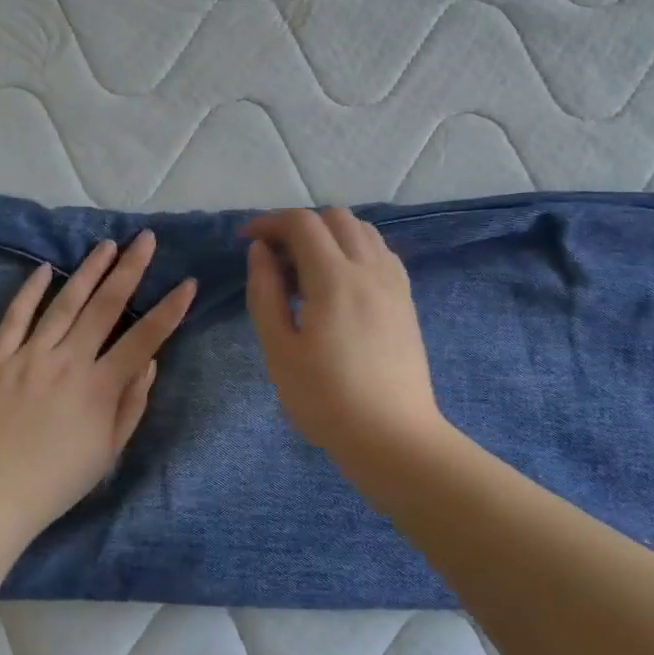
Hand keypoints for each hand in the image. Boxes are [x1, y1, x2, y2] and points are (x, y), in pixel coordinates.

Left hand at [0, 231, 195, 542]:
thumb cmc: (56, 481)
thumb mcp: (108, 452)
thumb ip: (132, 404)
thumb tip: (150, 362)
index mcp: (99, 387)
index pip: (144, 339)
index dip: (169, 310)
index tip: (187, 283)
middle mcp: (67, 363)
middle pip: (105, 307)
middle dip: (130, 270)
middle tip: (145, 239)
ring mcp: (28, 358)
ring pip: (64, 304)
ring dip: (88, 272)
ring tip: (106, 246)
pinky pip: (14, 319)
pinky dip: (29, 292)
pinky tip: (45, 270)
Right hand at [243, 208, 446, 462]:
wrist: (392, 437)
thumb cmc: (325, 399)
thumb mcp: (279, 350)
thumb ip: (265, 292)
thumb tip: (260, 251)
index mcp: (334, 279)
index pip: (302, 224)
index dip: (269, 222)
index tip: (247, 241)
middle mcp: (369, 269)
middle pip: (335, 217)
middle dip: (299, 226)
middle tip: (275, 259)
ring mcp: (394, 283)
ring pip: (363, 230)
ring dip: (329, 235)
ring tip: (306, 270)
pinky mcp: (406, 300)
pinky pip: (380, 253)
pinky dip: (355, 250)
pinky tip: (339, 283)